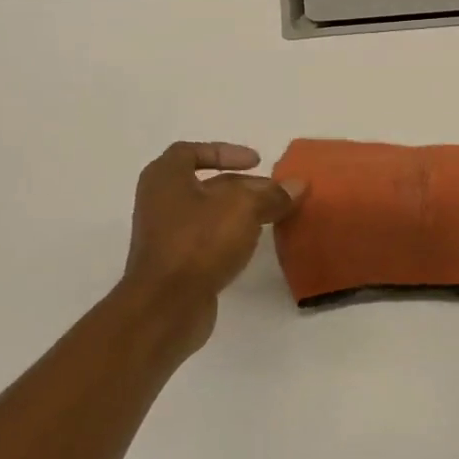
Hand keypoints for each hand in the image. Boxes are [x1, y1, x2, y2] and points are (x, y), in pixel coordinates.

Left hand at [117, 142, 304, 355]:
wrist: (166, 306)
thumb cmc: (199, 243)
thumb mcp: (244, 209)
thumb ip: (272, 195)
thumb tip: (297, 185)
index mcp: (165, 178)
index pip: (191, 151)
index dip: (225, 152)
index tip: (256, 161)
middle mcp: (160, 202)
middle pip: (205, 184)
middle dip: (243, 186)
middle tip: (275, 192)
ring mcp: (166, 236)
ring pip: (209, 214)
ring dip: (240, 212)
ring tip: (272, 217)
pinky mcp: (176, 264)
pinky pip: (207, 240)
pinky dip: (230, 236)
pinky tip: (253, 245)